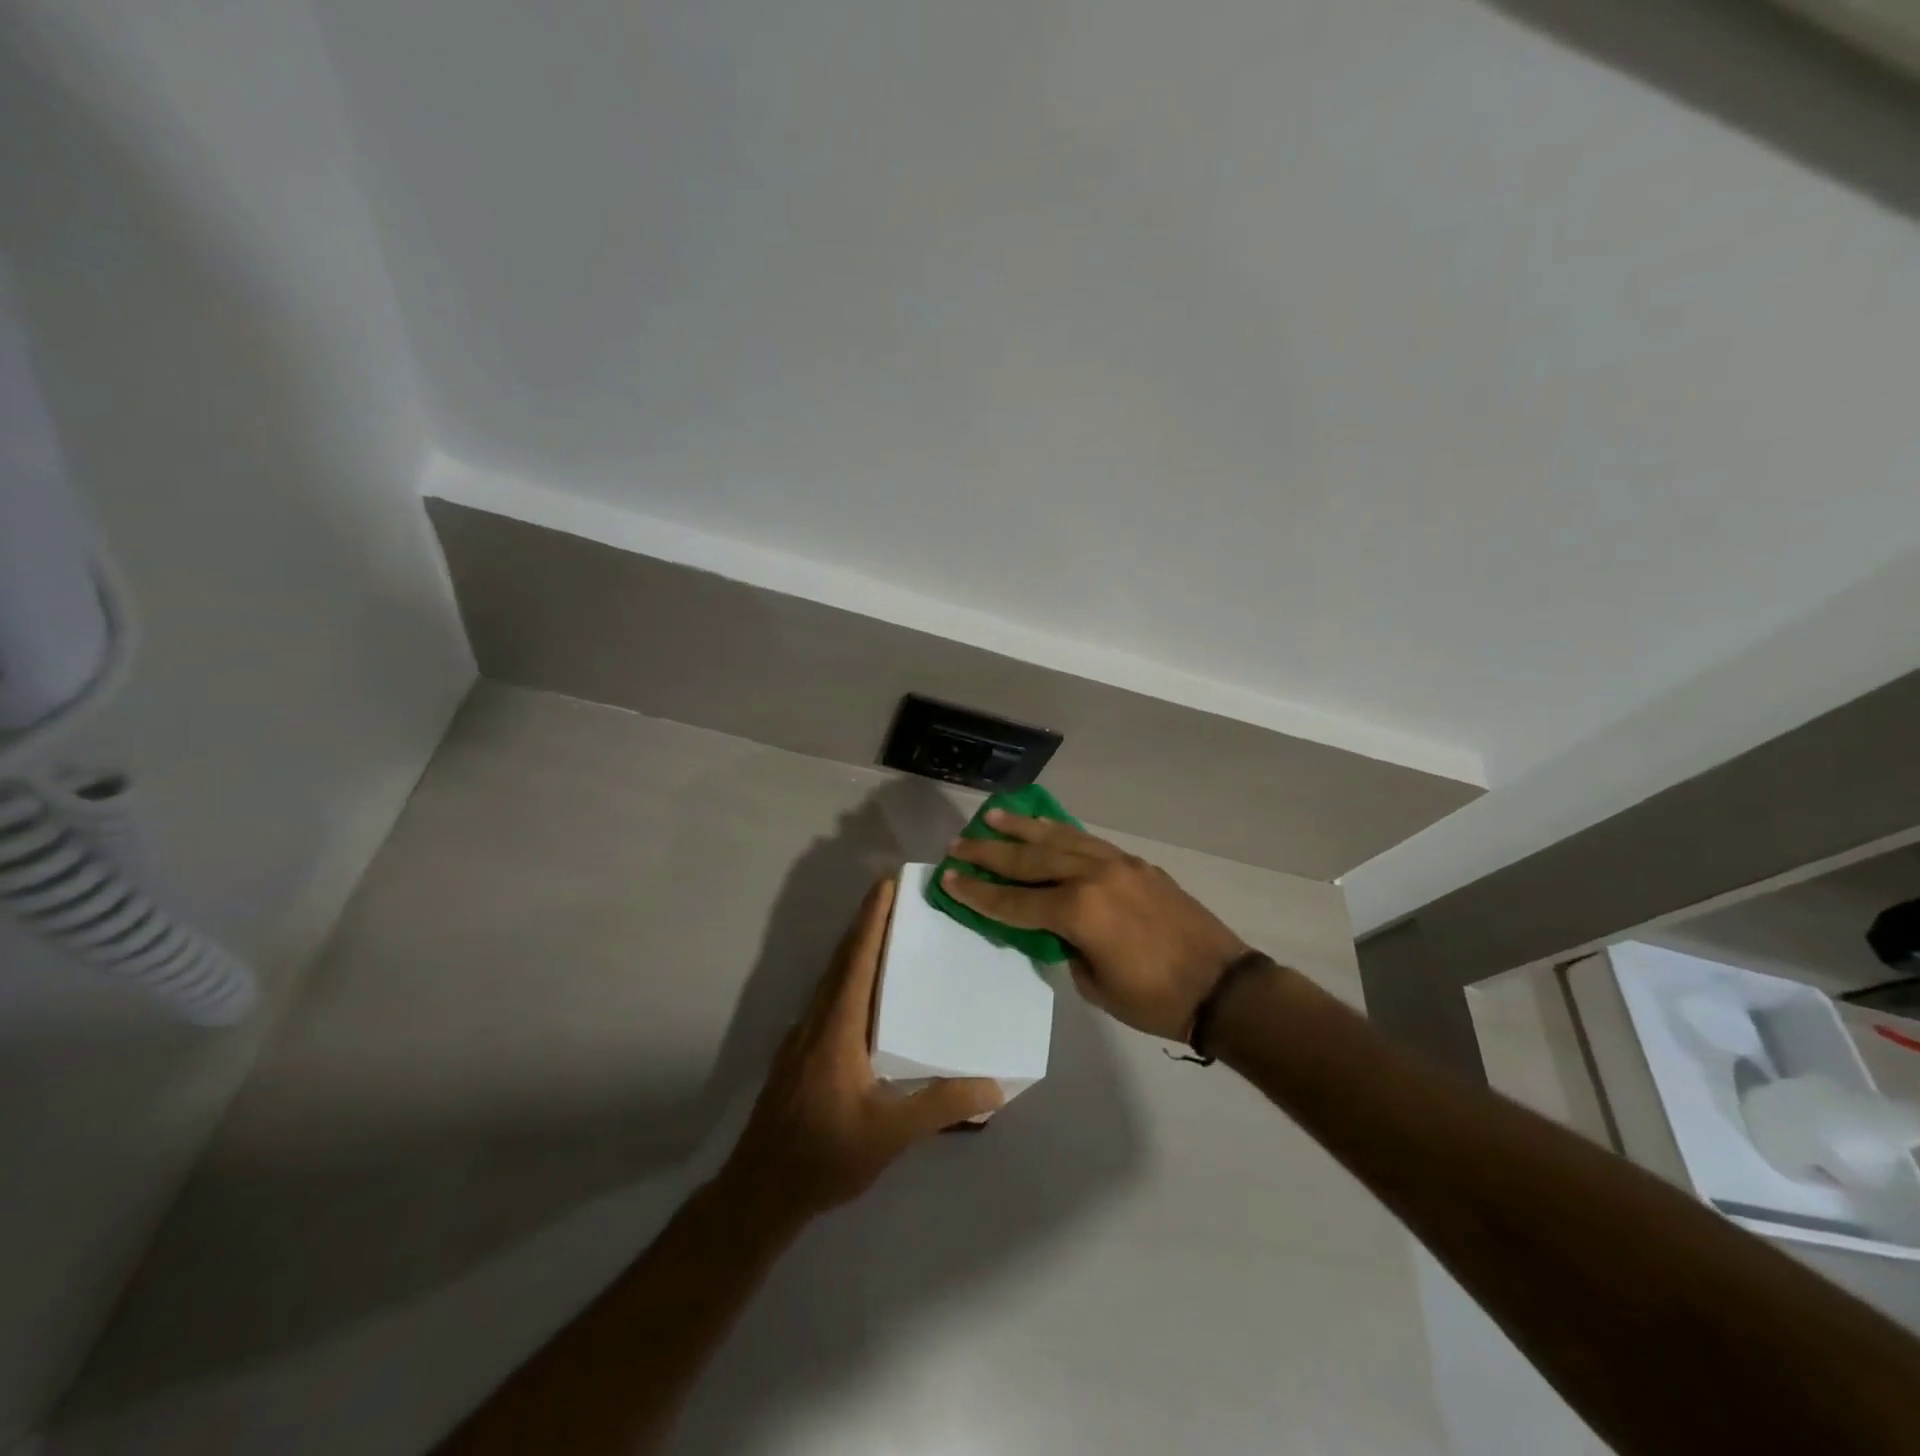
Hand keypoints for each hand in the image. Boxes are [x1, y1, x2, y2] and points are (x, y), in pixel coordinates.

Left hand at [719, 878, 1004, 1222]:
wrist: (760, 1191)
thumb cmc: (824, 1155)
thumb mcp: (889, 1134)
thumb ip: (940, 1106)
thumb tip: (994, 1084)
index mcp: (837, 1027)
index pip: (857, 960)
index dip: (871, 920)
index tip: (886, 884)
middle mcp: (817, 1021)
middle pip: (842, 960)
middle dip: (866, 924)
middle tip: (896, 897)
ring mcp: (803, 1037)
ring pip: (832, 979)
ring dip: (856, 950)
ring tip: (888, 936)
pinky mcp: (801, 1054)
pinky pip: (829, 999)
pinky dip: (850, 978)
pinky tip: (869, 995)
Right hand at [943, 812, 1249, 1040]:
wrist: (1222, 986)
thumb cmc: (1155, 999)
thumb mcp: (1095, 984)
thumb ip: (1066, 947)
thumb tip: (1053, 927)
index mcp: (1079, 912)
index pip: (1014, 902)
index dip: (978, 894)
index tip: (948, 878)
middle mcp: (1093, 877)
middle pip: (1030, 861)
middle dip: (990, 853)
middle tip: (959, 843)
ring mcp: (1117, 864)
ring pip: (1059, 839)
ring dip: (1023, 829)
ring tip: (993, 817)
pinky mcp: (1136, 863)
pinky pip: (1088, 840)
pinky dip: (1060, 832)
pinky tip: (1045, 826)